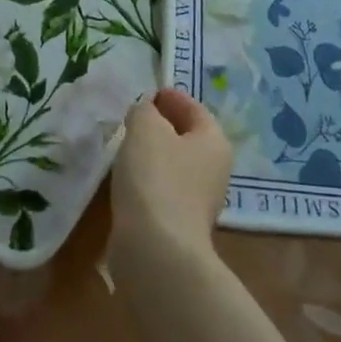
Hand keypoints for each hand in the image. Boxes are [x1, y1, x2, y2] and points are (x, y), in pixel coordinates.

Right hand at [110, 88, 233, 271]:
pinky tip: (127, 178)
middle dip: (163, 125)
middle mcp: (215, 170)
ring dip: (154, 153)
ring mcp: (199, 200)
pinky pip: (164, 189)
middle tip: (133, 117)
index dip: (171, 97)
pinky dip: (148, 179)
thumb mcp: (146, 129)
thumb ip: (144, 111)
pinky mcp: (180, 224)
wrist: (157, 249)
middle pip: (188, 137)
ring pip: (175, 164)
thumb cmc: (156, 177)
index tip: (148, 92)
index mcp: (214, 142)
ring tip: (125, 145)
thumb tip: (145, 113)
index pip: (195, 108)